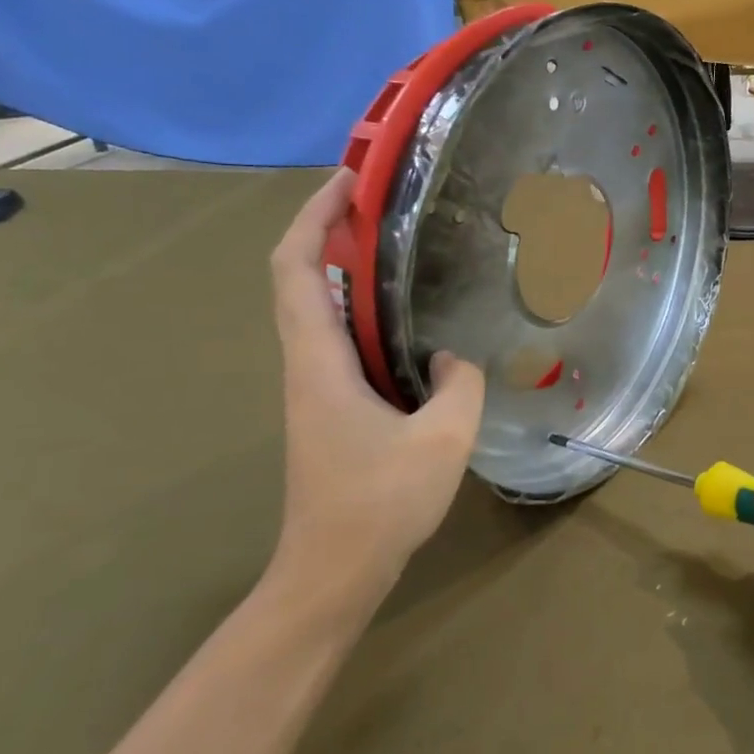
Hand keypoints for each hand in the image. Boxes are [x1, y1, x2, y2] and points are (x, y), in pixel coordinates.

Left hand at [267, 170, 485, 618]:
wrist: (331, 573)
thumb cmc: (378, 504)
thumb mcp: (442, 439)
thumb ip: (458, 383)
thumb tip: (451, 355)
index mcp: (320, 361)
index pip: (295, 268)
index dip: (314, 216)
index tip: (349, 180)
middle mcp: (307, 365)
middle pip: (300, 278)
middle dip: (332, 229)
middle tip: (385, 203)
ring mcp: (315, 388)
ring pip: (320, 309)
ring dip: (348, 268)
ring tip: (402, 248)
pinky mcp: (330, 407)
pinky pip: (342, 339)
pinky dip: (365, 310)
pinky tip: (409, 319)